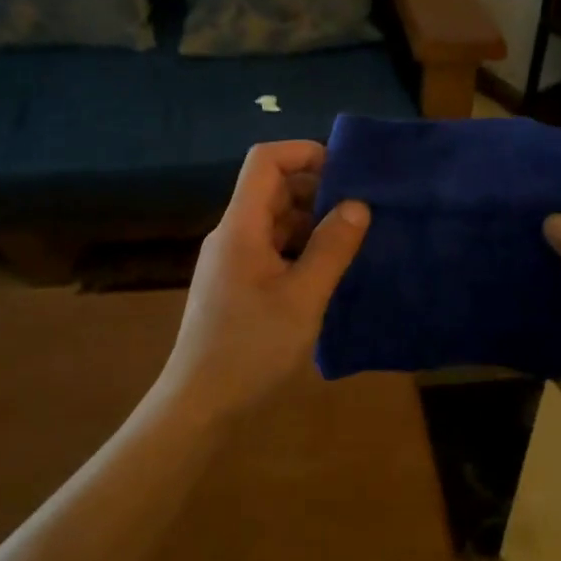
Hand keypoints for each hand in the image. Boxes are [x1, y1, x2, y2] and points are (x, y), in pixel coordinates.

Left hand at [156, 141, 369, 423]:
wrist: (199, 407)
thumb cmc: (251, 348)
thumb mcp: (303, 298)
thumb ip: (331, 248)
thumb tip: (357, 204)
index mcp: (240, 226)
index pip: (265, 161)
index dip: (304, 153)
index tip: (346, 170)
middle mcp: (232, 235)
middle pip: (271, 189)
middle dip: (316, 189)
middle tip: (361, 207)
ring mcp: (231, 261)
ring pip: (274, 221)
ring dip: (311, 222)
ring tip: (354, 238)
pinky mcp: (236, 286)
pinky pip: (271, 249)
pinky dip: (300, 249)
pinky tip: (328, 270)